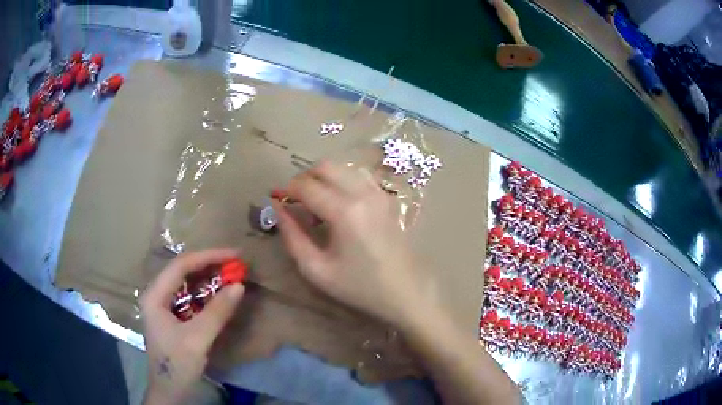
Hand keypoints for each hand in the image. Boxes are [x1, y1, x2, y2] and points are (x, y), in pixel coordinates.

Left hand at [140, 249, 244, 404]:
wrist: (170, 391)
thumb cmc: (177, 364)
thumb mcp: (197, 339)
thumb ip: (217, 312)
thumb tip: (239, 285)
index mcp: (155, 295)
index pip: (181, 266)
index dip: (208, 257)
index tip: (234, 255)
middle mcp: (157, 295)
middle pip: (183, 271)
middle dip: (209, 266)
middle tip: (236, 264)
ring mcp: (163, 305)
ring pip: (187, 283)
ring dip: (209, 279)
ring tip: (231, 275)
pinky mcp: (172, 316)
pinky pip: (190, 297)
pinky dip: (206, 294)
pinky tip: (219, 294)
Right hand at [274, 161, 423, 326]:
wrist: (405, 292)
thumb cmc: (359, 286)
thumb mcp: (316, 269)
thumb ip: (292, 236)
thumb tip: (278, 208)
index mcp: (344, 212)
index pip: (306, 185)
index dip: (287, 189)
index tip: (278, 200)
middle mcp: (364, 193)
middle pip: (326, 166)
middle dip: (305, 178)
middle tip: (296, 200)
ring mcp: (380, 193)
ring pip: (344, 168)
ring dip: (324, 178)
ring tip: (317, 203)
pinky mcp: (388, 198)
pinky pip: (361, 177)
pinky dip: (344, 181)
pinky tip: (340, 203)